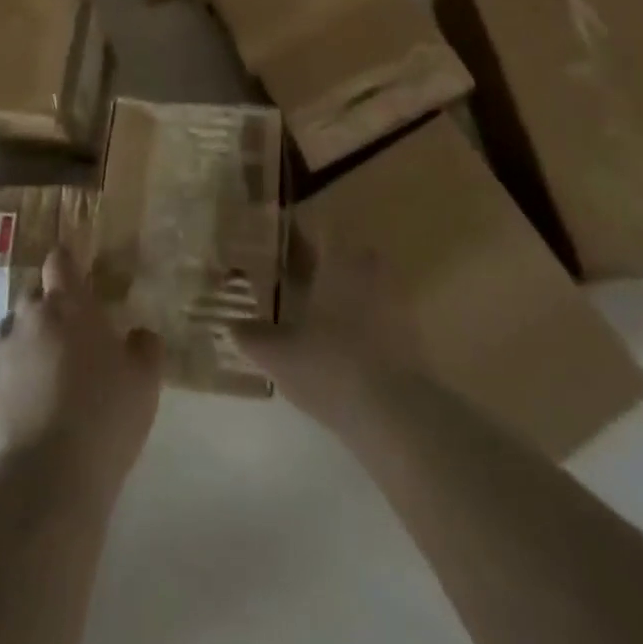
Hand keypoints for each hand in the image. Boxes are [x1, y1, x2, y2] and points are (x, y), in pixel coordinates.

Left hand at [0, 247, 163, 501]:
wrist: (44, 481)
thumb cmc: (103, 416)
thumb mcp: (144, 380)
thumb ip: (144, 347)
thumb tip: (139, 334)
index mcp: (67, 307)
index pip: (59, 263)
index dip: (65, 262)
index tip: (73, 270)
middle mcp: (27, 323)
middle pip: (30, 296)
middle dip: (45, 306)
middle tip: (66, 332)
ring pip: (8, 338)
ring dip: (23, 346)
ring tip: (43, 375)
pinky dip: (7, 391)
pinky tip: (24, 419)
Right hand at [233, 233, 424, 430]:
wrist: (395, 414)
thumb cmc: (329, 365)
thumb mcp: (277, 353)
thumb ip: (251, 335)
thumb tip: (230, 324)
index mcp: (338, 258)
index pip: (317, 229)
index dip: (295, 235)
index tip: (276, 246)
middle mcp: (369, 268)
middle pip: (342, 255)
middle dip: (320, 266)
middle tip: (292, 284)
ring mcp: (396, 300)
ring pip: (362, 285)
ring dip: (342, 296)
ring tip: (313, 319)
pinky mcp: (412, 335)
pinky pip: (379, 317)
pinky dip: (361, 326)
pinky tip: (340, 351)